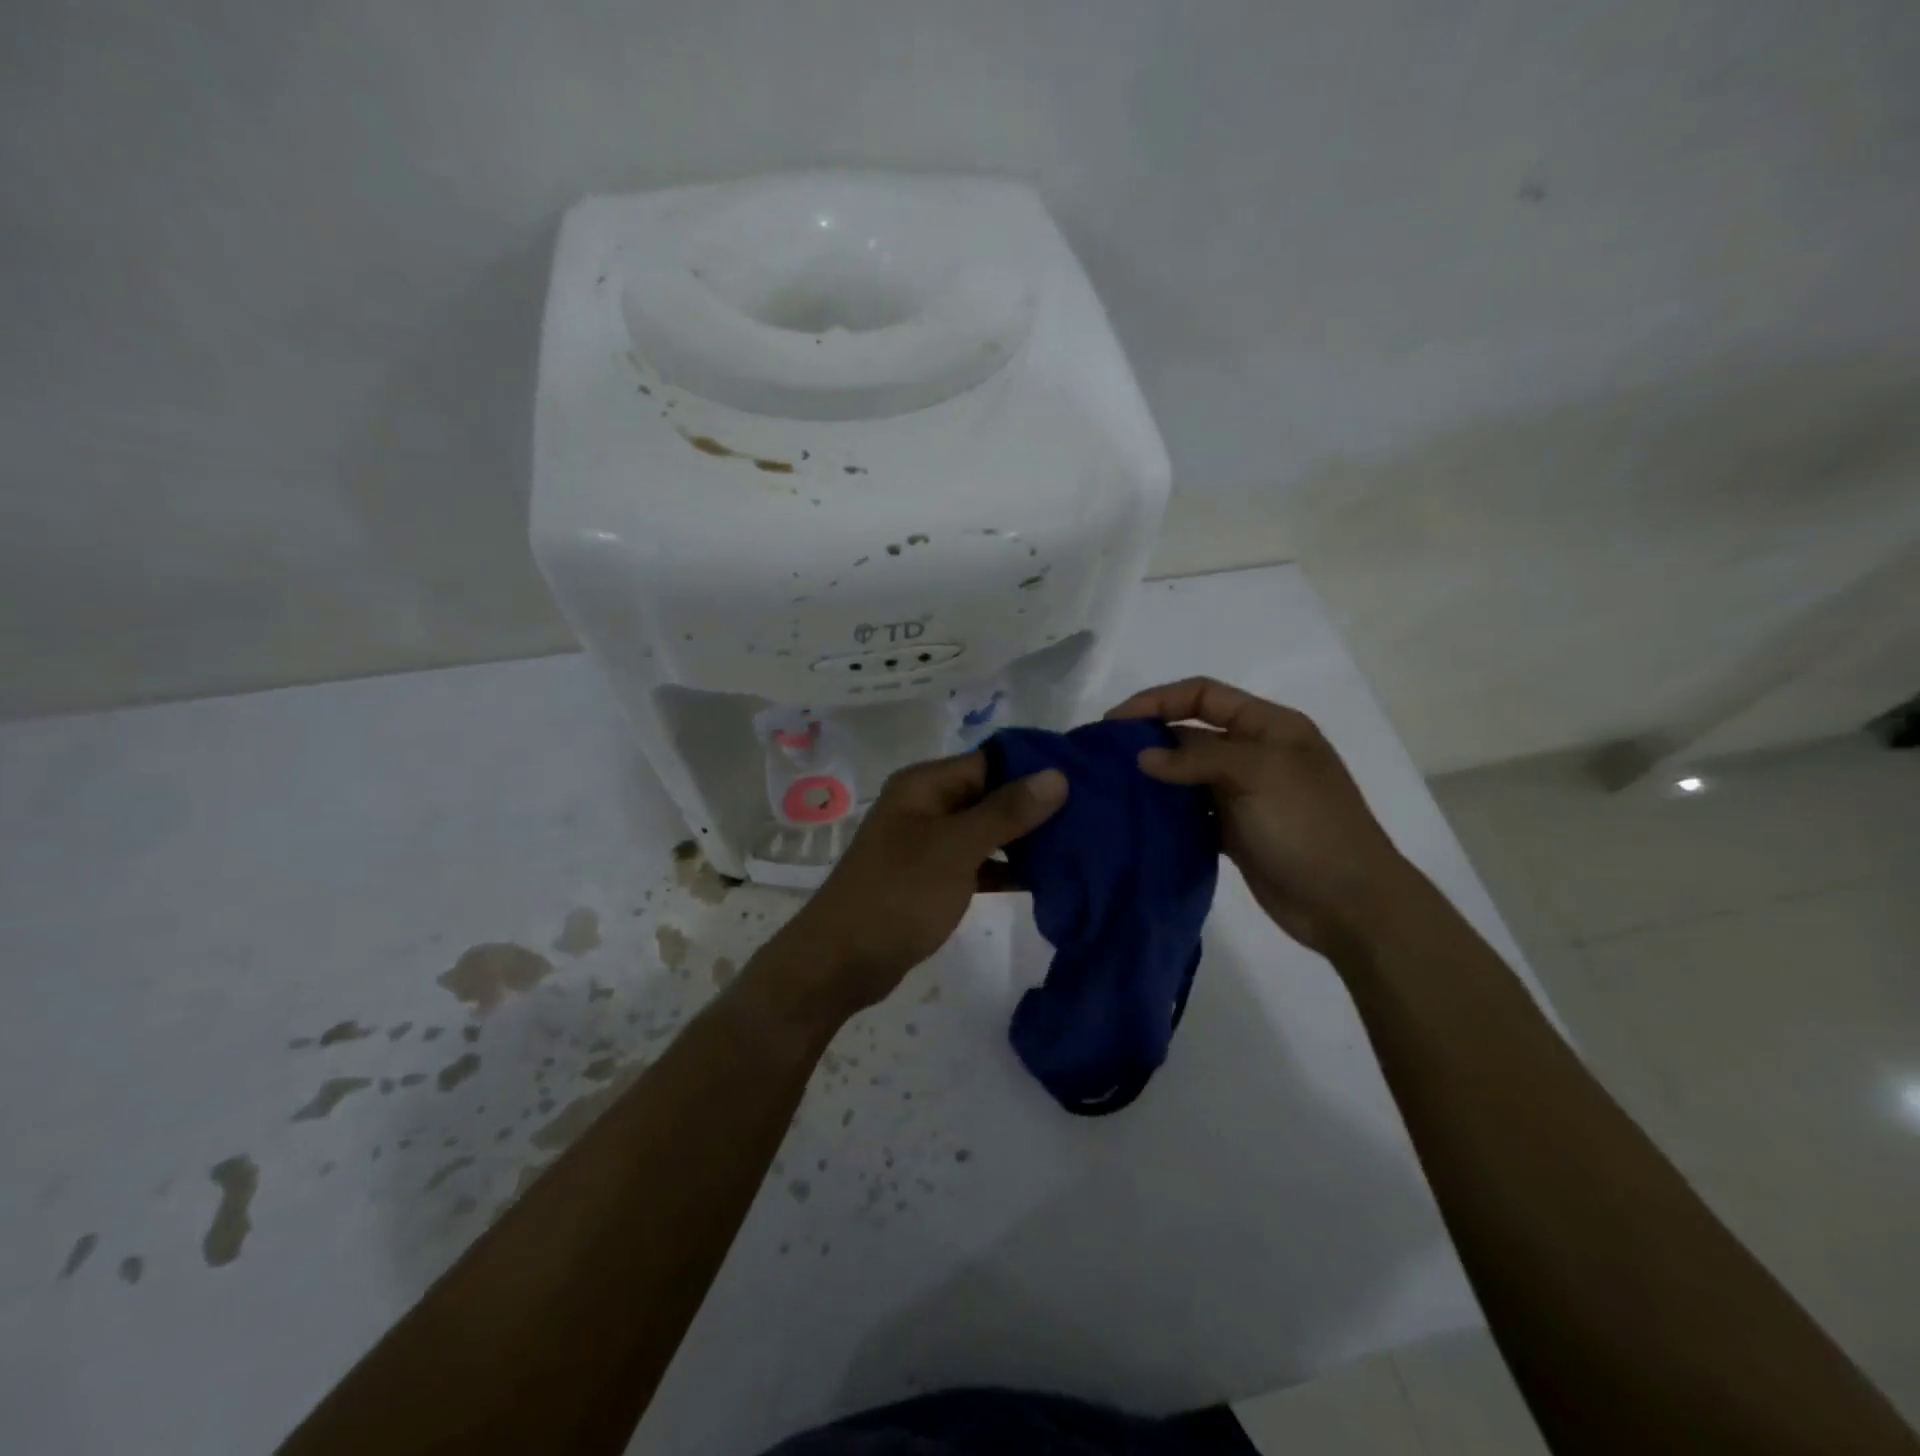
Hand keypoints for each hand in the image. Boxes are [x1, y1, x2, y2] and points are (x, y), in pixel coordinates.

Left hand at [767, 752, 1067, 1020]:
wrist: (842, 962)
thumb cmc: (899, 894)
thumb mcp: (956, 848)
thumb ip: (1007, 811)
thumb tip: (1057, 775)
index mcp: (925, 785)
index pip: (991, 760)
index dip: (1035, 767)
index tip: (1086, 778)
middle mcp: (926, 805)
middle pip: (990, 794)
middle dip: (1035, 805)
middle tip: (1090, 816)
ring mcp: (928, 843)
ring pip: (986, 830)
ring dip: (1024, 838)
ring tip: (1079, 845)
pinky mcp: (932, 878)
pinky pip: (977, 862)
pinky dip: (1005, 868)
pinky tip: (1045, 879)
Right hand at [1107, 678, 1416, 957]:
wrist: (1350, 904)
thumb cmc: (1309, 826)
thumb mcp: (1258, 774)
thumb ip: (1197, 759)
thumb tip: (1143, 758)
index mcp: (1269, 726)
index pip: (1204, 695)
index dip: (1157, 700)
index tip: (1114, 722)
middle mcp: (1256, 754)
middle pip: (1192, 733)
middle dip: (1149, 740)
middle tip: (1104, 759)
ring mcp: (1245, 795)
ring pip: (1188, 776)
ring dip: (1155, 779)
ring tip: (1113, 790)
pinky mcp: (1236, 831)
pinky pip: (1192, 813)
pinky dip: (1168, 814)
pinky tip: (1139, 821)